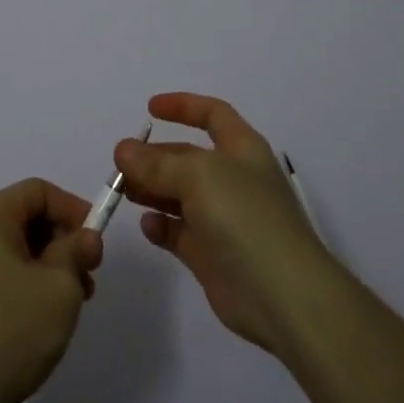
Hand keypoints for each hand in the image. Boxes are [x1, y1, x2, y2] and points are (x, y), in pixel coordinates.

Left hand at [0, 178, 103, 402]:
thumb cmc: (9, 331)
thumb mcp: (59, 288)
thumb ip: (77, 252)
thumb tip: (85, 238)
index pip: (39, 191)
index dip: (73, 209)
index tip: (96, 242)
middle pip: (26, 217)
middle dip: (63, 241)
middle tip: (88, 277)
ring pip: (15, 248)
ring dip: (49, 266)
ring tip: (71, 304)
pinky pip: (0, 272)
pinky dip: (27, 283)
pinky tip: (43, 318)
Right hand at [114, 93, 339, 356]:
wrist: (283, 295)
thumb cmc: (246, 217)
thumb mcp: (200, 176)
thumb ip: (158, 163)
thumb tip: (123, 149)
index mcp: (242, 149)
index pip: (212, 115)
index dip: (183, 106)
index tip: (150, 109)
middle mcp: (233, 179)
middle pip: (188, 157)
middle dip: (155, 156)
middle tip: (120, 164)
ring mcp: (223, 219)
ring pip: (179, 195)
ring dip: (151, 189)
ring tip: (122, 190)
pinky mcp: (212, 255)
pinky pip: (179, 232)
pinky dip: (161, 227)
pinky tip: (147, 225)